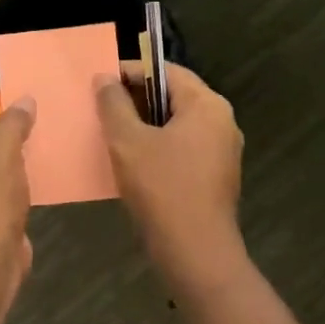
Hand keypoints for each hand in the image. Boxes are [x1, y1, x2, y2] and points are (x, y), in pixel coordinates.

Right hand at [95, 62, 244, 278]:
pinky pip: (184, 150)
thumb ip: (114, 104)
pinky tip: (134, 165)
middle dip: (137, 101)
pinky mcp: (217, 177)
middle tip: (102, 111)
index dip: (132, 72)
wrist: (195, 252)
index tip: (101, 83)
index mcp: (207, 105)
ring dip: (146, 127)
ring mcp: (223, 152)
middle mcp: (222, 121)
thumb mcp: (128, 142)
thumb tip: (105, 79)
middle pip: (174, 97)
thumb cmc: (162, 188)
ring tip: (113, 137)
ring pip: (178, 126)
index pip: (167, 71)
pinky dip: (160, 149)